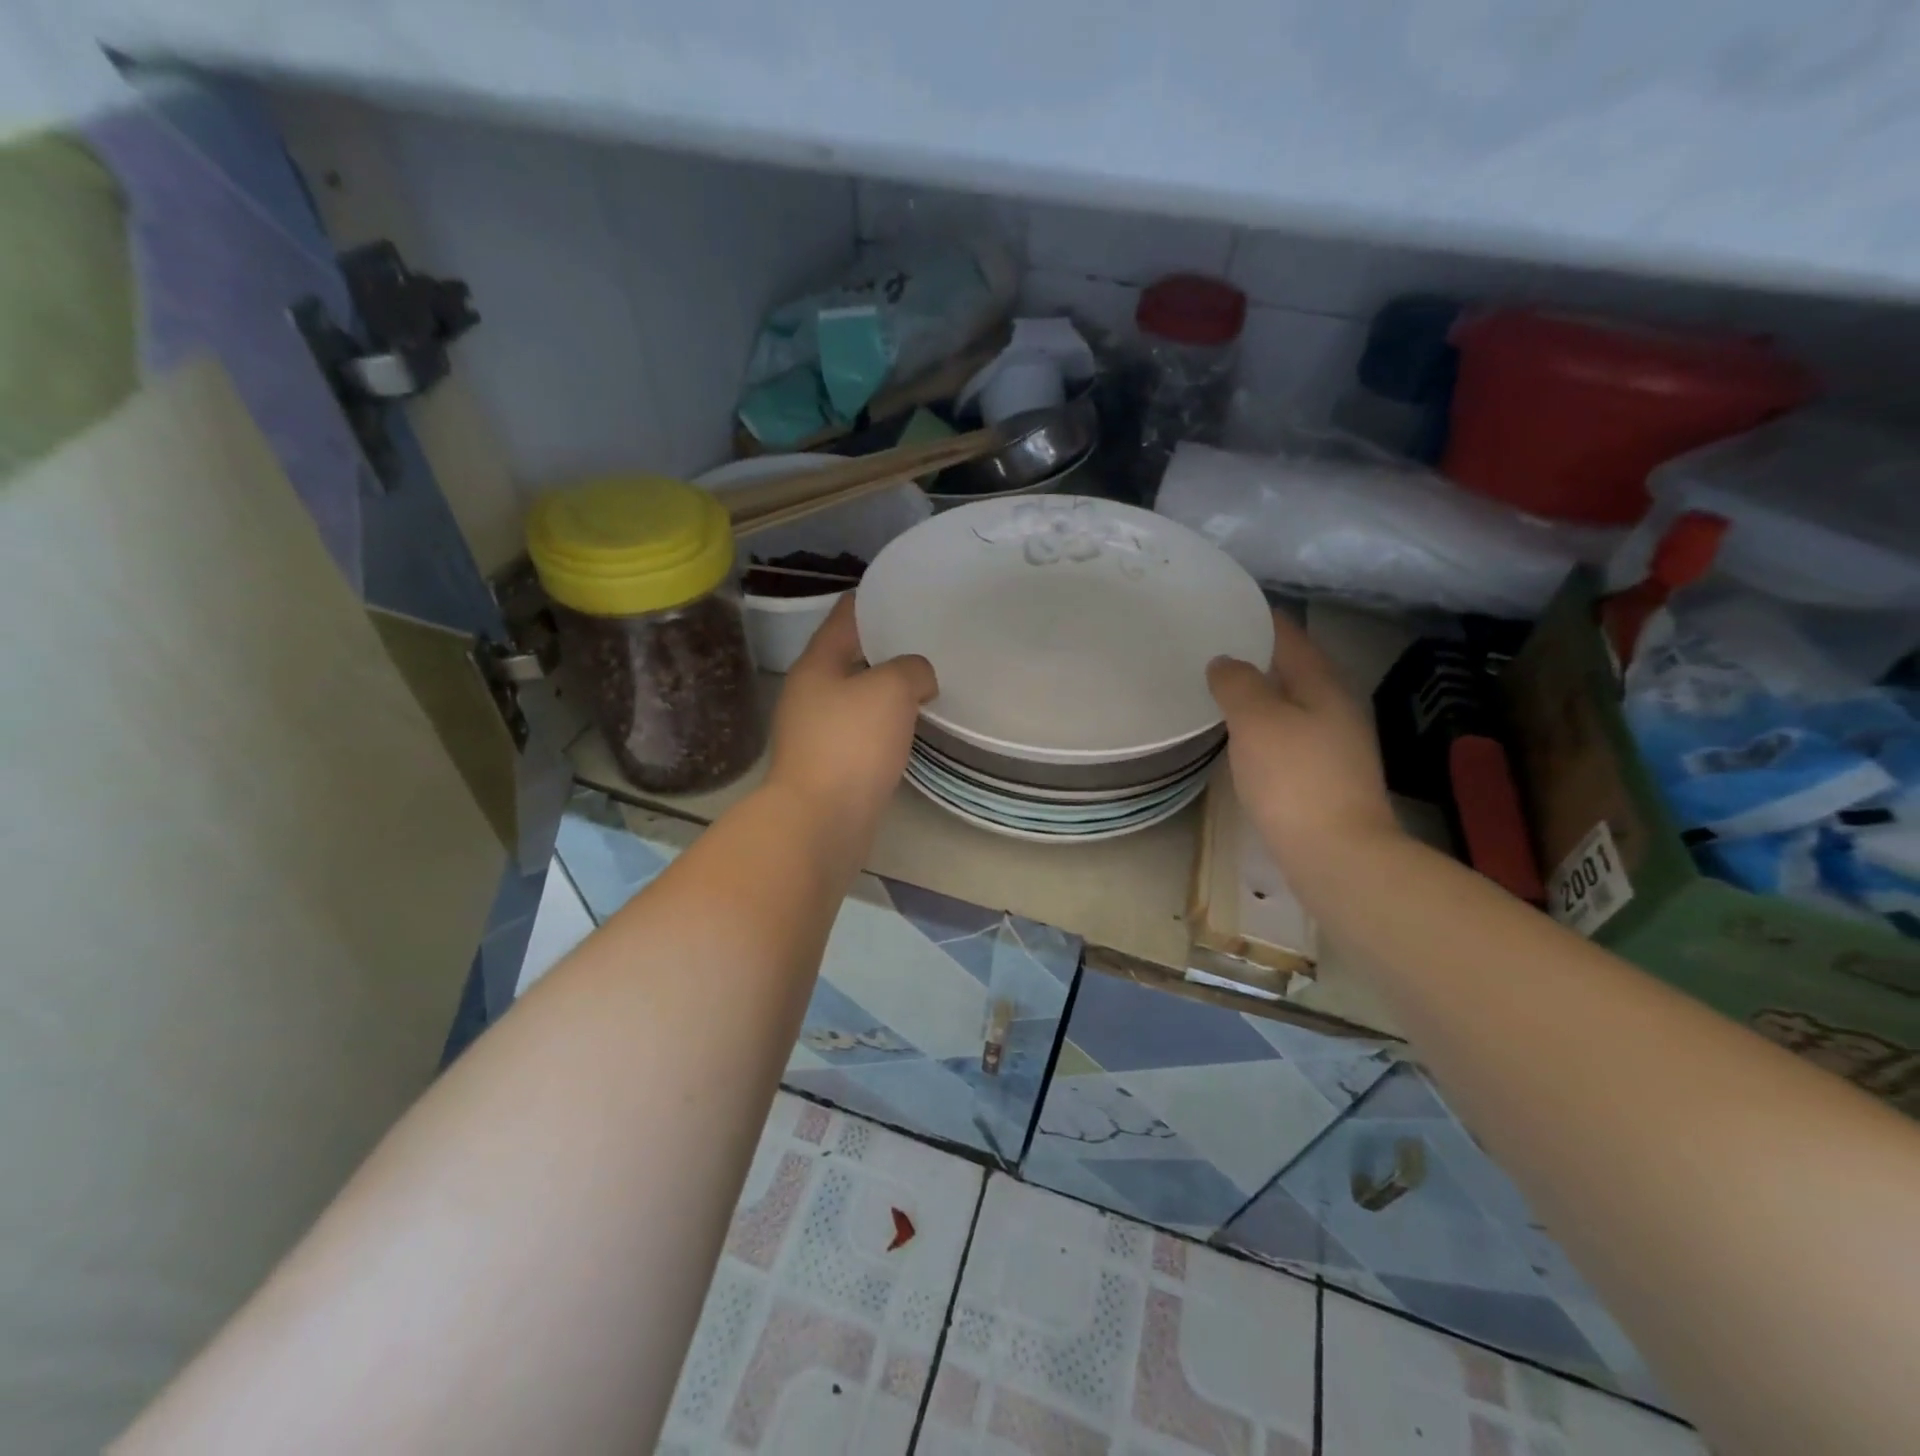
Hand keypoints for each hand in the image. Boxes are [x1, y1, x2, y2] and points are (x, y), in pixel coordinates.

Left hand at [767, 596, 936, 833]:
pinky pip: (861, 733)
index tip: (905, 594)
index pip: (845, 616)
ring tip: (926, 683)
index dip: (873, 600)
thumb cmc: (851, 744)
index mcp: (817, 664)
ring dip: (886, 690)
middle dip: (885, 648)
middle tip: (927, 641)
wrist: (820, 822)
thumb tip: (917, 681)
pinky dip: (884, 725)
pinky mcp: (828, 767)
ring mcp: (815, 732)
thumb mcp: (891, 689)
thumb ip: (911, 669)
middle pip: (850, 657)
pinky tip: (911, 729)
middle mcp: (810, 694)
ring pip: (857, 698)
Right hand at [1207, 610, 1400, 873]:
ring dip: (1261, 694)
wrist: (1337, 855)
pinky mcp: (1326, 778)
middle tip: (1214, 649)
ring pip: (1293, 704)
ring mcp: (1336, 746)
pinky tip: (1243, 738)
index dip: (1261, 619)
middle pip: (1295, 669)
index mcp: (1324, 685)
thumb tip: (1226, 661)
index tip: (1228, 609)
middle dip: (1258, 657)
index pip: (1291, 636)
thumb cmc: (1294, 778)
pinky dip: (1265, 726)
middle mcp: (1337, 708)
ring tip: (1221, 691)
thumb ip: (1238, 683)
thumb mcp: (1257, 721)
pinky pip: (1290, 736)